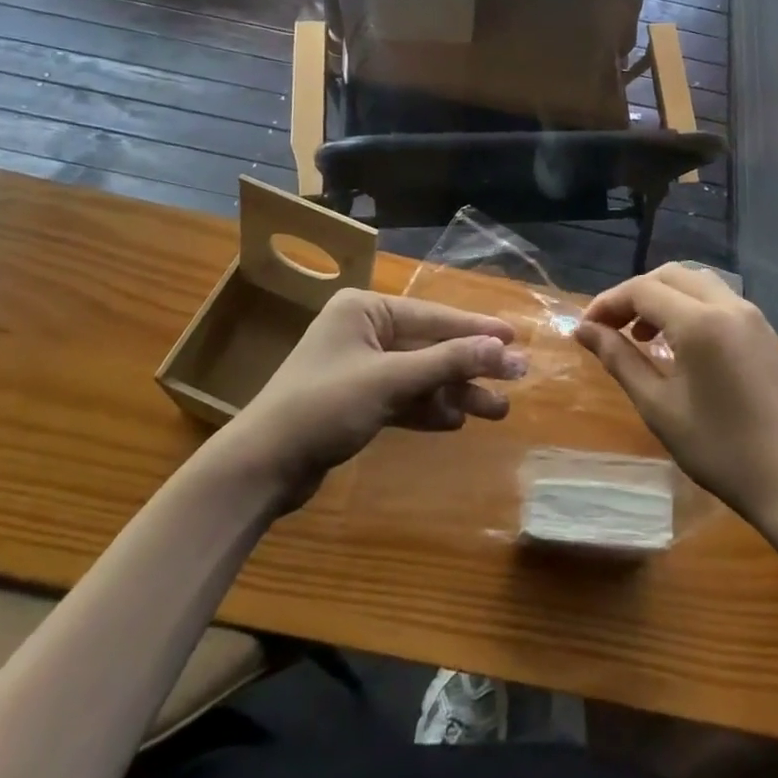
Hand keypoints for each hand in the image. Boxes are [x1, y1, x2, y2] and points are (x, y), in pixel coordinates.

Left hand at [223, 289, 522, 507]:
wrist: (262, 467)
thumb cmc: (324, 406)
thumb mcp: (390, 380)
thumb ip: (447, 362)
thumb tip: (503, 349)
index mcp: (364, 310)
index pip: (432, 316)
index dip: (476, 328)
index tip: (514, 338)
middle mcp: (363, 332)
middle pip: (429, 347)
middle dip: (470, 366)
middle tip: (516, 379)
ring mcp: (360, 368)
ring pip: (420, 376)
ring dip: (455, 392)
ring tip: (497, 411)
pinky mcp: (357, 402)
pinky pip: (403, 398)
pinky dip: (427, 409)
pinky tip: (456, 421)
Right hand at [577, 264, 777, 527]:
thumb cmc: (720, 449)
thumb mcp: (659, 406)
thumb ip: (619, 359)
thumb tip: (584, 330)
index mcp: (700, 322)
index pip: (642, 290)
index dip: (608, 302)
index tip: (585, 329)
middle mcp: (728, 305)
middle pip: (670, 275)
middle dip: (634, 294)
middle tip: (610, 328)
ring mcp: (752, 315)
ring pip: (696, 283)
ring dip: (663, 297)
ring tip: (640, 335)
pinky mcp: (764, 331)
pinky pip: (717, 299)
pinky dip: (689, 306)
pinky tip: (678, 343)